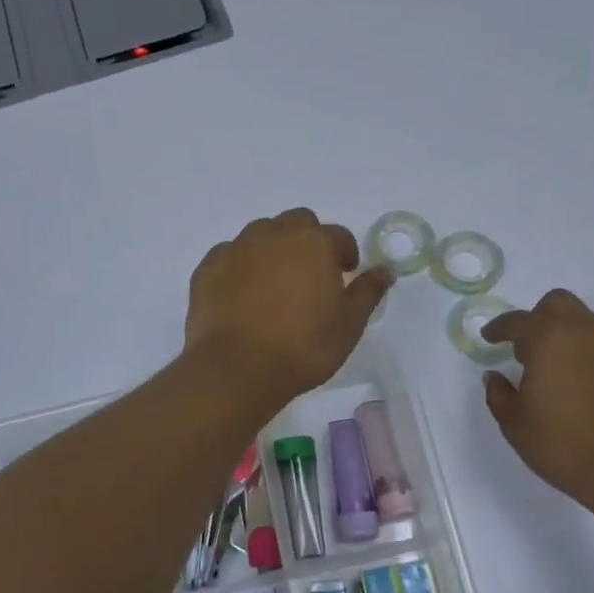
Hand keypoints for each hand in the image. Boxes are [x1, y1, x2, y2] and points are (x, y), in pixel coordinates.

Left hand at [186, 209, 391, 404]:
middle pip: (298, 223)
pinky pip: (231, 255)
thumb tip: (385, 271)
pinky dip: (241, 267)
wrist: (236, 369)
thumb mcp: (349, 325)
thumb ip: (368, 292)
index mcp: (314, 242)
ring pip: (261, 234)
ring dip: (274, 250)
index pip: (339, 236)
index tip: (344, 278)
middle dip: (309, 242)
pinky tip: (243, 296)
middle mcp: (274, 234)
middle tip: (311, 277)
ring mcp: (237, 247)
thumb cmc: (303, 347)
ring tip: (275, 286)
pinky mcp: (208, 267)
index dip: (345, 255)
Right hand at [481, 289, 593, 514]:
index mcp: (550, 339)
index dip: (499, 328)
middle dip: (538, 317)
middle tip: (527, 348)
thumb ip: (498, 393)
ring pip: (587, 324)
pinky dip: (591, 358)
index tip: (490, 338)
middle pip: (559, 304)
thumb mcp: (514, 423)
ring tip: (557, 369)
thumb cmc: (562, 444)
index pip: (518, 320)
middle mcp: (586, 333)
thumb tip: (495, 377)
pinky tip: (586, 388)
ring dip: (567, 336)